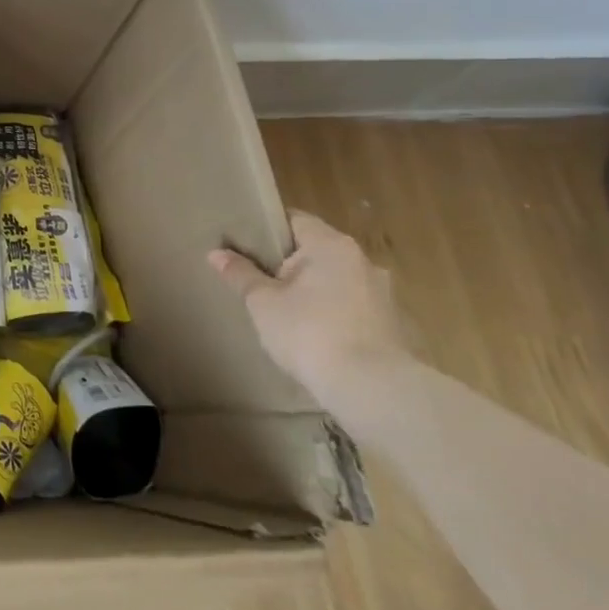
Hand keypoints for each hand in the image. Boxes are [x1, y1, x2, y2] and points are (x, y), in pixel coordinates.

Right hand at [208, 211, 409, 400]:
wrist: (372, 389)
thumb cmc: (310, 332)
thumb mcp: (263, 303)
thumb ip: (240, 274)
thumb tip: (216, 253)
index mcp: (330, 244)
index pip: (294, 220)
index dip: (266, 229)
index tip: (244, 244)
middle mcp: (362, 260)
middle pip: (315, 250)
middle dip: (288, 264)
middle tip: (258, 280)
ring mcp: (382, 294)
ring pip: (335, 281)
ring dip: (313, 291)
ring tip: (285, 312)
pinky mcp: (392, 325)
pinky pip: (352, 308)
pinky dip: (333, 314)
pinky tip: (314, 336)